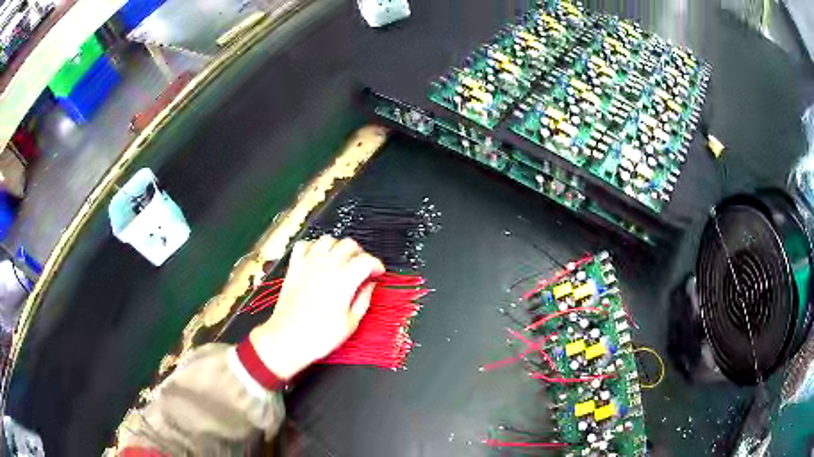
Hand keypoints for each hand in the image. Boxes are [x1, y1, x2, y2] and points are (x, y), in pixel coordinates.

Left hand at [249, 236, 384, 379]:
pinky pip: (304, 245)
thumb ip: (363, 299)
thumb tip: (370, 285)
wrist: (288, 338)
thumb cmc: (320, 336)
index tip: (378, 273)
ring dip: (338, 247)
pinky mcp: (294, 267)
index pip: (367, 260)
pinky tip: (318, 258)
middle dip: (360, 254)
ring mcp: (308, 264)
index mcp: (344, 279)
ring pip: (328, 240)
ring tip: (341, 261)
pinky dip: (313, 247)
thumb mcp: (351, 323)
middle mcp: (327, 266)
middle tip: (362, 268)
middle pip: (349, 244)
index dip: (376, 265)